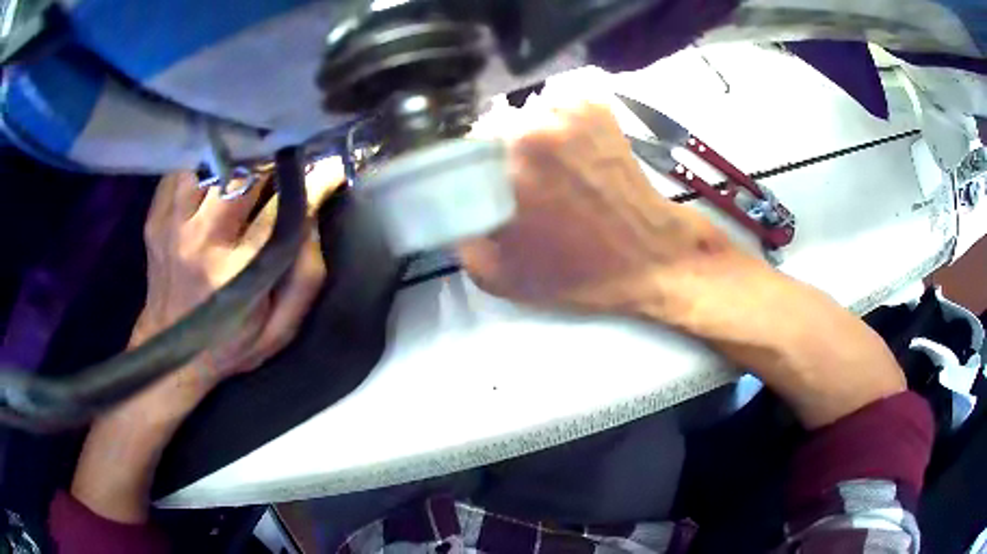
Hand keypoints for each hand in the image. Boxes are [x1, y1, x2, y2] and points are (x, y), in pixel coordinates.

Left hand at [72, 165, 340, 522]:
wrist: (168, 353)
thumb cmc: (228, 344)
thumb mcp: (279, 330)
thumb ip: (305, 277)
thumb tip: (314, 217)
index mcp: (234, 274)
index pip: (281, 211)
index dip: (311, 183)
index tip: (331, 167)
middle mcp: (199, 241)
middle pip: (242, 175)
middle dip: (271, 163)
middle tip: (287, 162)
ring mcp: (172, 224)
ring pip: (211, 165)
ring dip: (236, 162)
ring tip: (250, 169)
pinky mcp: (156, 216)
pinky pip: (183, 171)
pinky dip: (204, 168)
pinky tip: (214, 179)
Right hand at [460, 97, 904, 429]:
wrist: (662, 262)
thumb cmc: (587, 274)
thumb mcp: (507, 277)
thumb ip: (467, 244)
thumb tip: (459, 218)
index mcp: (516, 158)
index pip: (472, 145)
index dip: (479, 168)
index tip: (493, 187)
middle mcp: (547, 123)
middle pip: (505, 126)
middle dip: (509, 154)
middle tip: (527, 185)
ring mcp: (584, 114)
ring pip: (539, 114)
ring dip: (541, 139)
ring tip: (559, 176)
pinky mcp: (611, 118)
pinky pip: (573, 109)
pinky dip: (571, 126)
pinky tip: (581, 159)